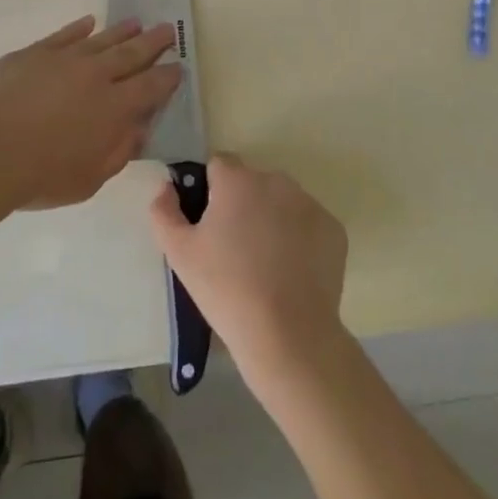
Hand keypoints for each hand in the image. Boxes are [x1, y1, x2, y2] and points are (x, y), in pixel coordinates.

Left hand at [0, 16, 180, 210]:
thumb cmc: (40, 176)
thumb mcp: (89, 179)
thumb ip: (118, 151)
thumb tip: (139, 129)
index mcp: (115, 108)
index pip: (151, 86)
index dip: (167, 76)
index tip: (178, 66)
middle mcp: (95, 76)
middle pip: (131, 53)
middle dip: (153, 42)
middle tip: (168, 29)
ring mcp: (64, 59)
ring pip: (100, 39)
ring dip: (121, 31)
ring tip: (137, 22)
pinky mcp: (34, 53)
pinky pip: (63, 35)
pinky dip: (78, 28)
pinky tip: (88, 22)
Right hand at [149, 152, 347, 392]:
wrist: (287, 333)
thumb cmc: (225, 288)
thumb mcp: (179, 254)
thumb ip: (164, 212)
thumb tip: (166, 187)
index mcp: (237, 180)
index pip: (219, 165)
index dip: (210, 190)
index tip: (208, 223)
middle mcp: (276, 180)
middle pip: (252, 182)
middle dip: (242, 204)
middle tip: (234, 248)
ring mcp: (309, 203)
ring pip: (282, 201)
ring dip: (271, 218)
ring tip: (264, 263)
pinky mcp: (333, 229)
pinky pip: (308, 224)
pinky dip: (300, 239)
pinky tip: (291, 271)